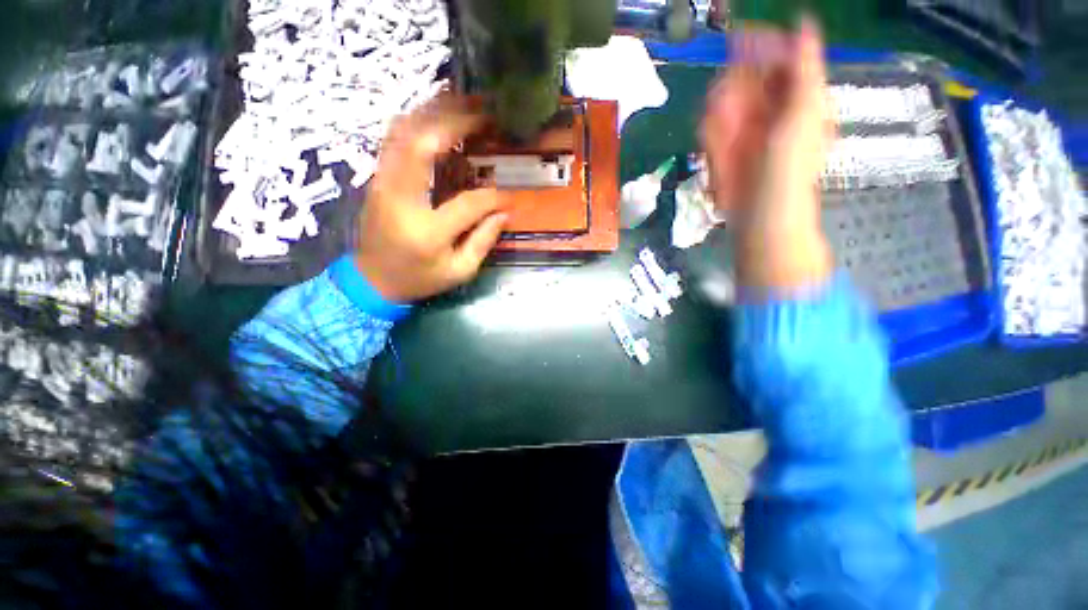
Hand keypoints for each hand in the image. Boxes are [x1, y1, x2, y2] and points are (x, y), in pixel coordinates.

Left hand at [354, 96, 507, 301]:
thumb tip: (504, 212)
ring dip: (434, 112)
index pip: (468, 203)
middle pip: (424, 145)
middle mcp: (400, 199)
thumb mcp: (459, 271)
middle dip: (457, 122)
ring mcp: (382, 183)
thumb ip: (483, 241)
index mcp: (427, 231)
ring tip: (465, 103)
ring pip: (403, 132)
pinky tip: (437, 116)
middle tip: (486, 112)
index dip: (494, 197)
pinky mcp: (377, 178)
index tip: (509, 197)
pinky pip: (394, 138)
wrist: (370, 281)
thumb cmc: (418, 280)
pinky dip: (417, 121)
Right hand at [701, 18, 833, 290]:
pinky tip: (718, 158)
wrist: (762, 221)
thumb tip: (803, 22)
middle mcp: (771, 109)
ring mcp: (746, 129)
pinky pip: (711, 131)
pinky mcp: (725, 149)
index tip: (739, 40)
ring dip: (719, 121)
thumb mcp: (804, 116)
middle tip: (730, 114)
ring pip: (723, 105)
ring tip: (724, 147)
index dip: (761, 46)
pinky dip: (711, 140)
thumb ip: (804, 69)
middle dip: (733, 93)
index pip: (780, 57)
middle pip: (745, 80)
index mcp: (798, 98)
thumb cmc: (789, 173)